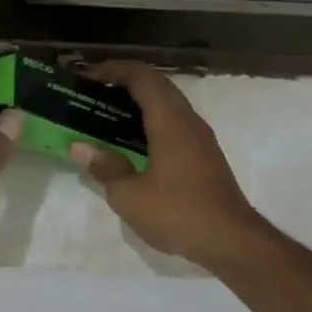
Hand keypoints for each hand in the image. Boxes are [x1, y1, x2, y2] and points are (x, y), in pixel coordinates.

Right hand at [67, 62, 266, 270]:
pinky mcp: (205, 156)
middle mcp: (188, 121)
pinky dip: (150, 121)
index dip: (113, 69)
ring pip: (168, 104)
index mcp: (170, 122)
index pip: (142, 78)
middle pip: (157, 85)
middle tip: (94, 91)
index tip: (87, 75)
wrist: (232, 242)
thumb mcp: (129, 196)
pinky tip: (132, 142)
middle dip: (124, 82)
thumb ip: (104, 168)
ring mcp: (200, 138)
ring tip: (107, 113)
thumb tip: (79, 148)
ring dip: (139, 101)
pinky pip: (174, 123)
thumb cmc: (178, 213)